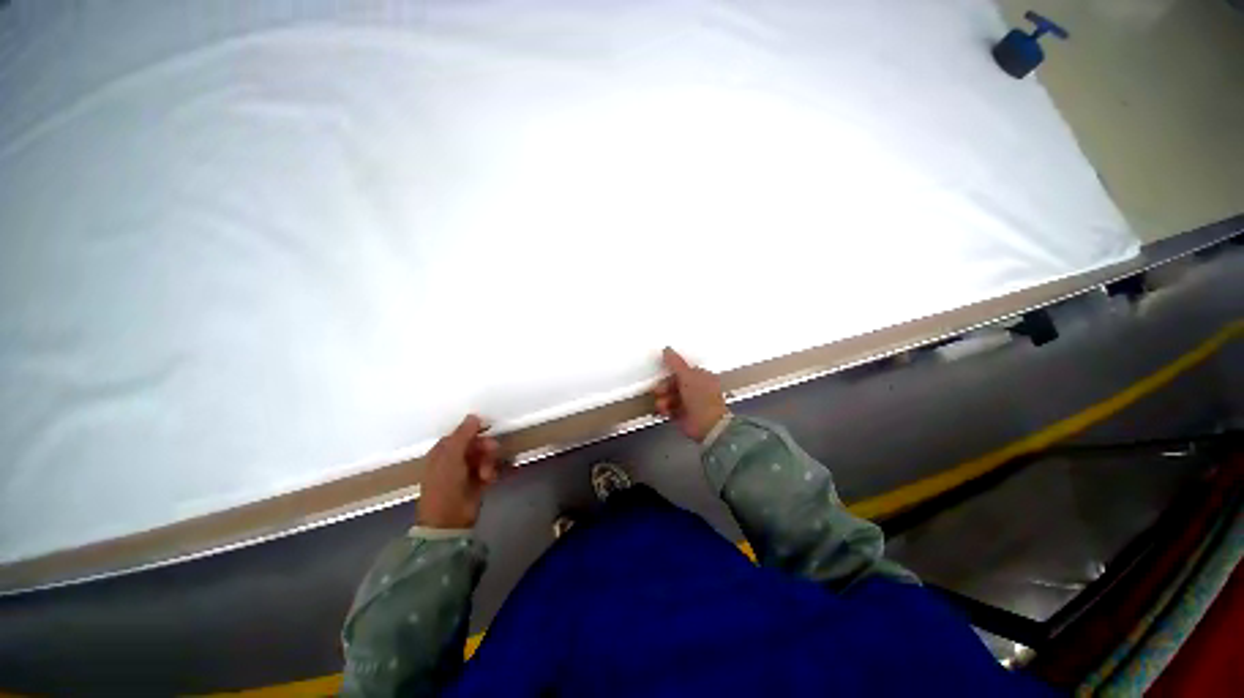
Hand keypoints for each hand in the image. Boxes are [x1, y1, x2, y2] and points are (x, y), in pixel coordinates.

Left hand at [417, 414, 499, 528]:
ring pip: (484, 456)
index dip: (474, 431)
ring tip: (487, 473)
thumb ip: (463, 434)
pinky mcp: (477, 482)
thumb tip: (474, 415)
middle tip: (491, 451)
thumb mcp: (452, 456)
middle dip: (485, 447)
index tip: (488, 429)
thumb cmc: (445, 485)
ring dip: (489, 462)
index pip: (460, 434)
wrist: (449, 519)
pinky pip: (489, 469)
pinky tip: (490, 479)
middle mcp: (453, 460)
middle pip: (475, 444)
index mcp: (442, 452)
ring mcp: (465, 472)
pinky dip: (492, 472)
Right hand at [654, 347, 728, 442]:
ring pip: (669, 396)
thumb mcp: (687, 376)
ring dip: (663, 400)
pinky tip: (665, 411)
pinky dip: (665, 409)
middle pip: (673, 384)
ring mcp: (689, 403)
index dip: (671, 373)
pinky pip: (669, 409)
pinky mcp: (682, 415)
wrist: (708, 425)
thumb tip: (667, 349)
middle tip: (660, 391)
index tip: (662, 375)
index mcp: (701, 377)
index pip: (681, 371)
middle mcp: (695, 389)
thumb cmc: (702, 398)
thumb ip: (676, 363)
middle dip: (664, 388)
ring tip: (663, 405)